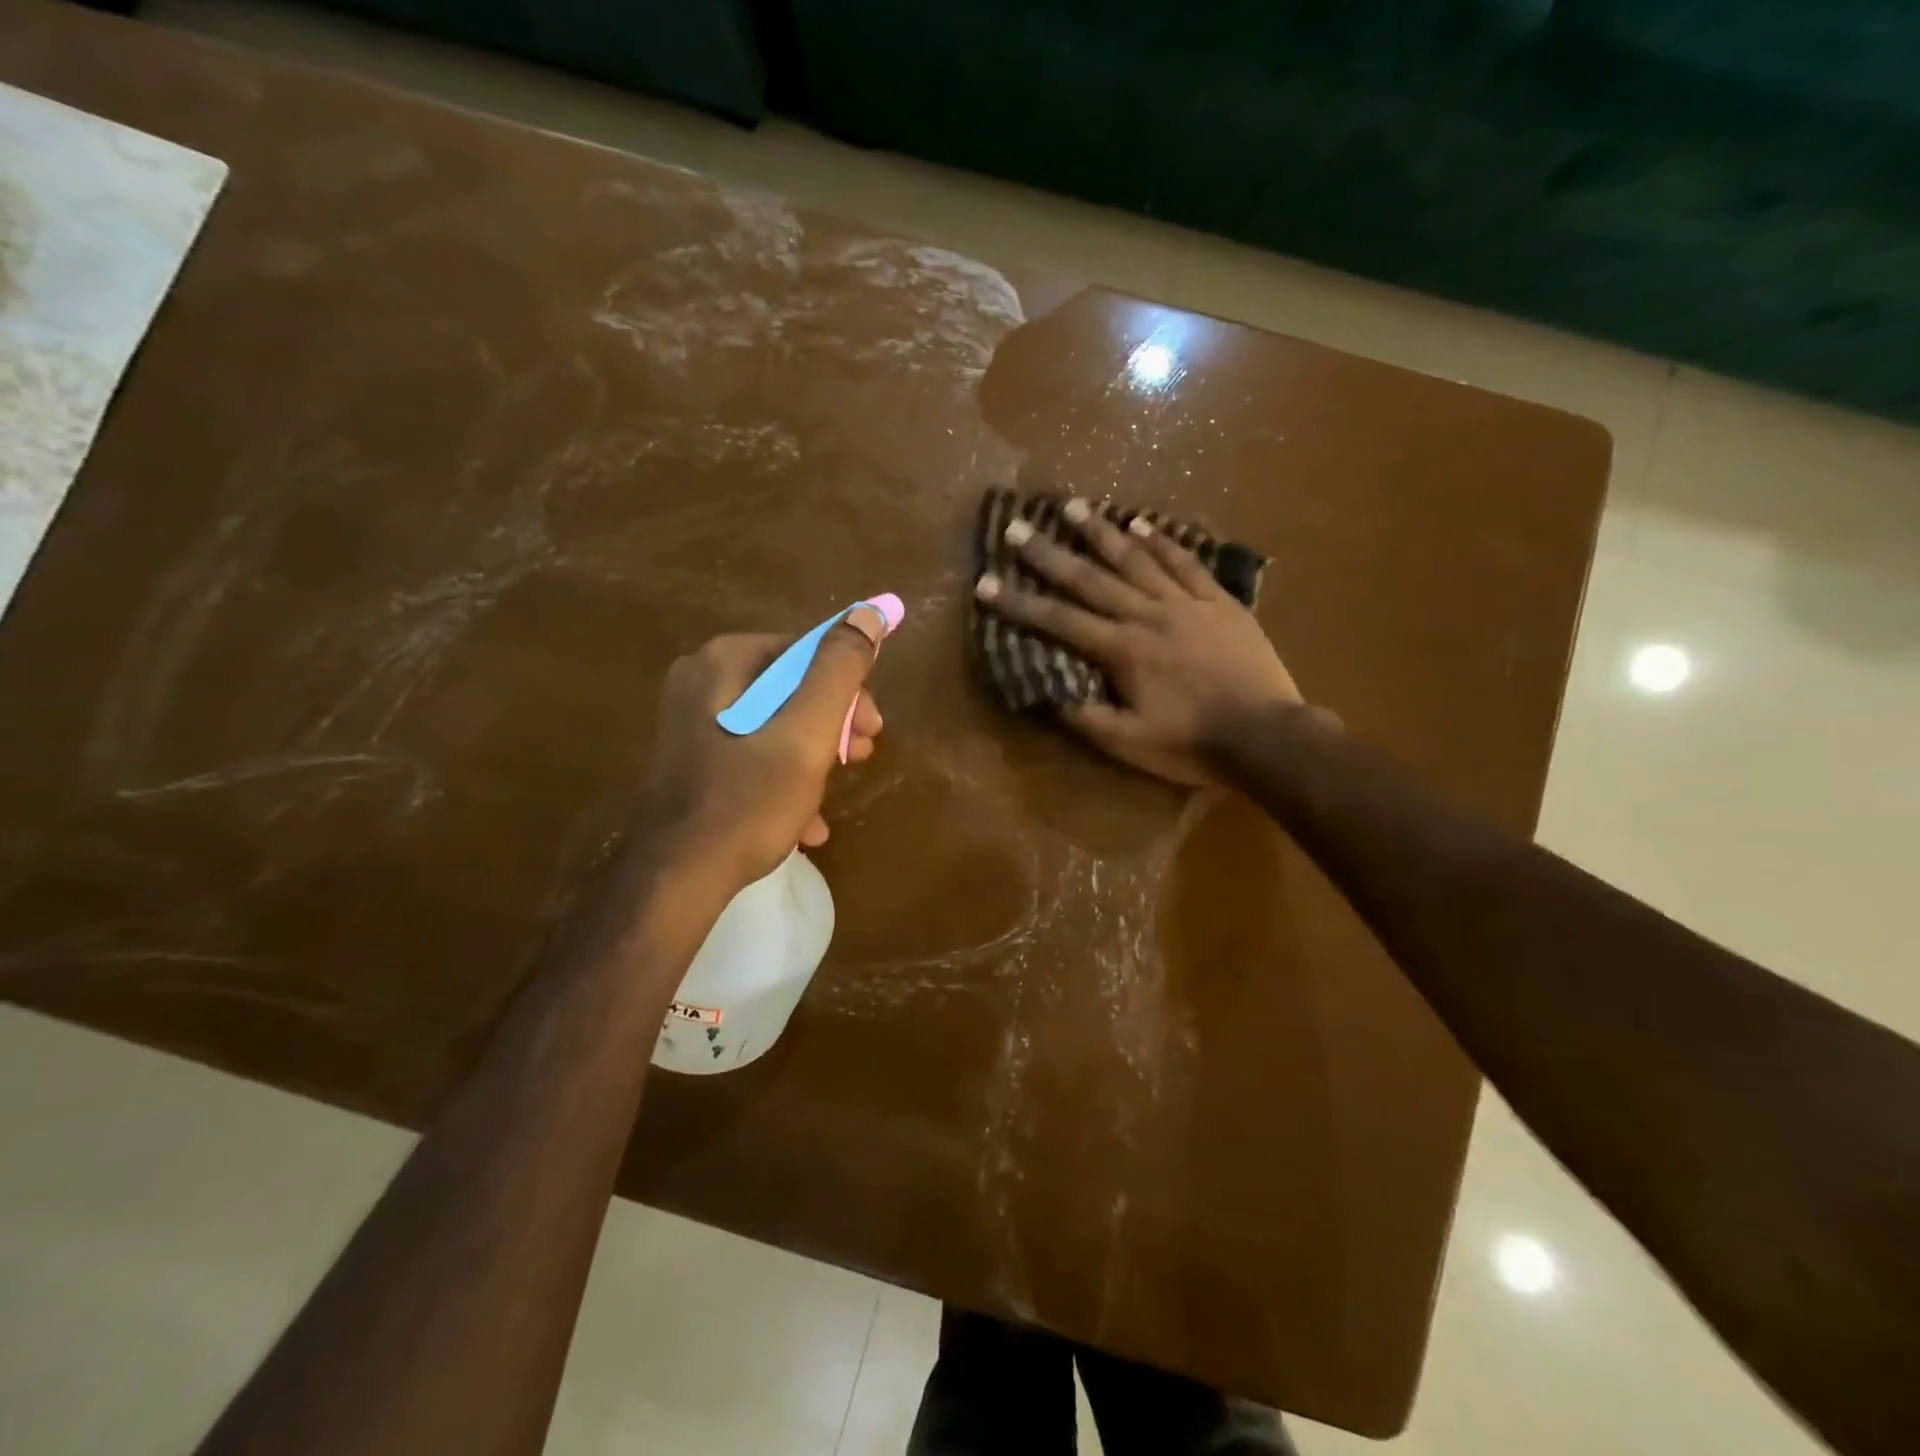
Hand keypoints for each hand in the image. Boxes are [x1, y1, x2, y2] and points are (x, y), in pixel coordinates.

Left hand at [636, 609, 886, 890]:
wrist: (675, 878)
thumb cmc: (748, 799)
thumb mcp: (807, 731)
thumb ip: (839, 669)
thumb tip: (869, 613)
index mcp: (725, 662)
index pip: (807, 651)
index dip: (850, 687)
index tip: (872, 730)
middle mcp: (702, 681)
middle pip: (791, 687)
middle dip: (833, 722)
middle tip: (860, 757)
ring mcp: (692, 723)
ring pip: (776, 723)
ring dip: (815, 753)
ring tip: (835, 790)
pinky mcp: (693, 760)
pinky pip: (752, 754)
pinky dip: (784, 777)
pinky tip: (806, 821)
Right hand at [976, 499, 1303, 784]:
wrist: (1266, 734)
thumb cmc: (1193, 743)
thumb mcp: (1130, 743)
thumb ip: (1087, 718)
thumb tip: (1050, 694)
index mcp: (1122, 651)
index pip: (1059, 621)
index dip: (1019, 604)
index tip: (986, 584)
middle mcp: (1147, 616)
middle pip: (1091, 579)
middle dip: (1050, 555)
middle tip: (1019, 528)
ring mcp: (1186, 603)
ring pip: (1137, 560)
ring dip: (1103, 532)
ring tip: (1074, 506)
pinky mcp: (1218, 602)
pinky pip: (1187, 563)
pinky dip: (1163, 541)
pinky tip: (1143, 524)